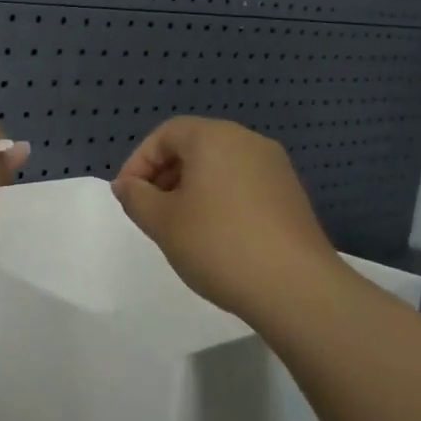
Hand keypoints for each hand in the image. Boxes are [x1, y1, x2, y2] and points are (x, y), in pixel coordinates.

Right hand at [112, 117, 341, 320]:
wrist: (294, 286)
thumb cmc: (217, 244)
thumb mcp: (162, 222)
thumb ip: (136, 197)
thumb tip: (126, 185)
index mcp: (215, 138)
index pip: (166, 134)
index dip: (139, 162)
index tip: (127, 197)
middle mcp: (248, 142)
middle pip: (194, 146)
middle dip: (164, 175)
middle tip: (149, 212)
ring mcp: (275, 168)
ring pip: (219, 167)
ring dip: (191, 189)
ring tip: (179, 228)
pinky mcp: (290, 195)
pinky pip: (242, 185)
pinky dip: (219, 200)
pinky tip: (214, 237)